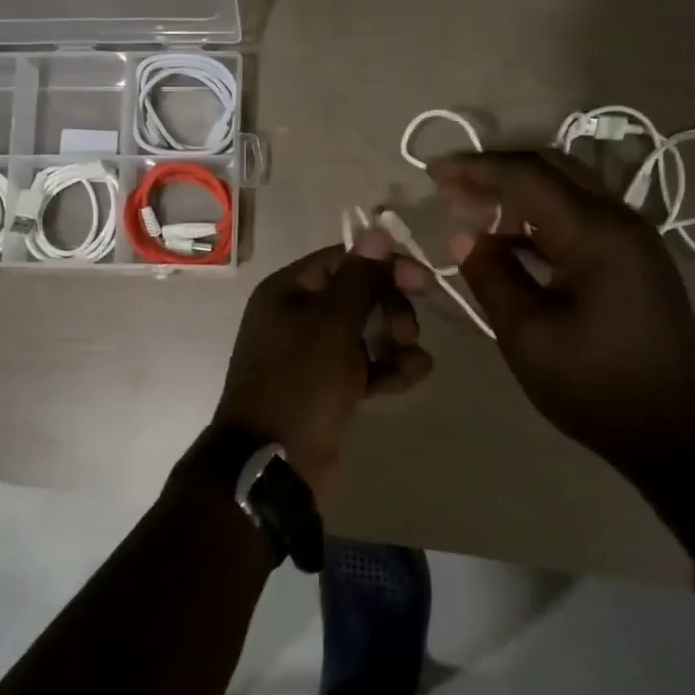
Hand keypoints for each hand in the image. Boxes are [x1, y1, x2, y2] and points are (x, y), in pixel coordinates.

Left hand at [213, 233, 433, 497]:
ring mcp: (314, 354)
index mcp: (289, 291)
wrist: (273, 463)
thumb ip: (360, 279)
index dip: (384, 265)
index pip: (344, 259)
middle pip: (360, 294)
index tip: (422, 282)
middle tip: (405, 332)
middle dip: (391, 308)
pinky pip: (367, 365)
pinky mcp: (331, 387)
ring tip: (409, 361)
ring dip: (396, 340)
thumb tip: (377, 231)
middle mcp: (299, 315)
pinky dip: (389, 368)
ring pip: (368, 330)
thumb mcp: (331, 324)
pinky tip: (412, 377)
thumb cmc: (299, 383)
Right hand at [431, 150, 694, 471]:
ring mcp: (634, 238)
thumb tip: (464, 235)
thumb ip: (490, 275)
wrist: (676, 433)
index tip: (433, 173)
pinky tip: (512, 240)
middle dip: (497, 171)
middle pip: (552, 168)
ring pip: (569, 189)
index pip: (527, 175)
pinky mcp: (636, 259)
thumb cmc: (594, 385)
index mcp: (595, 233)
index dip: (476, 168)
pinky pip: (582, 217)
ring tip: (472, 210)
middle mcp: (620, 220)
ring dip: (519, 192)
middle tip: (451, 187)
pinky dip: (542, 217)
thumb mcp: (525, 334)